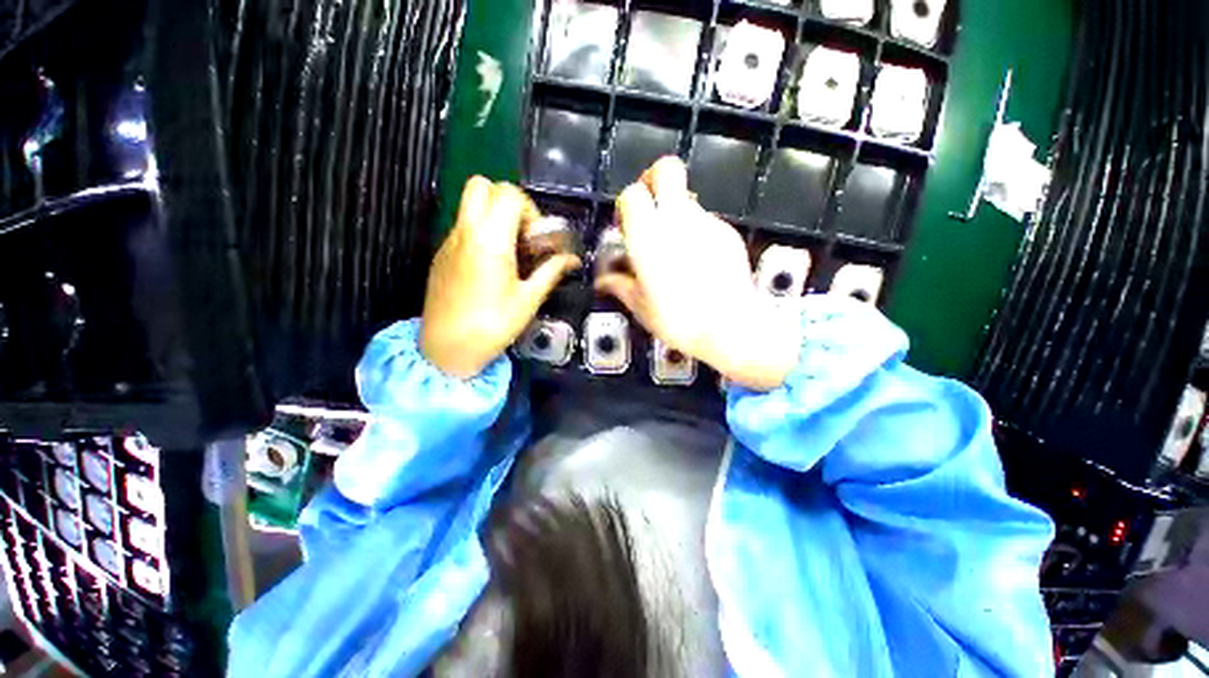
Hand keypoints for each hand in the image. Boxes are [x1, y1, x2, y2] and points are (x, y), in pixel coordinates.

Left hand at [421, 177, 579, 378]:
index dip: (529, 210)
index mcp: (490, 239)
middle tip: (521, 233)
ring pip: (469, 205)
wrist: (446, 348)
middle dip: (507, 201)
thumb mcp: (529, 299)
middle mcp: (465, 231)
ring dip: (493, 215)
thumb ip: (551, 272)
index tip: (536, 239)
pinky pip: (462, 226)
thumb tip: (572, 259)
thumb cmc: (493, 324)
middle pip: (482, 186)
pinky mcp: (441, 254)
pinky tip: (491, 266)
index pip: (508, 194)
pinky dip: (480, 232)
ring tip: (509, 250)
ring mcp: (449, 241)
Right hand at [595, 157, 800, 390]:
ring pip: (687, 198)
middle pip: (667, 169)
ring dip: (676, 212)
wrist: (730, 326)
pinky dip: (697, 232)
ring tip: (675, 247)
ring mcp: (706, 222)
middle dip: (654, 179)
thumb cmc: (678, 318)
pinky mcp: (727, 232)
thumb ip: (619, 285)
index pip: (632, 193)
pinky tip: (699, 262)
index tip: (625, 225)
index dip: (626, 204)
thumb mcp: (640, 306)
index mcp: (648, 235)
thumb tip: (603, 280)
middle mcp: (677, 219)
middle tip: (650, 206)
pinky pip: (706, 221)